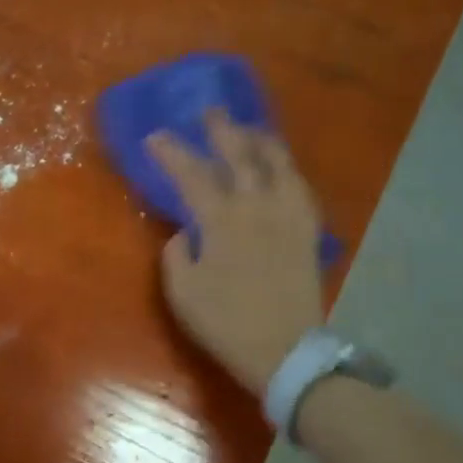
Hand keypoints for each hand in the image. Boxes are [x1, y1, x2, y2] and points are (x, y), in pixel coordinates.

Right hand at [146, 110, 327, 395]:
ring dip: (260, 140)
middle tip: (209, 112)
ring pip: (278, 163)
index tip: (155, 137)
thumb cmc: (226, 323)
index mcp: (221, 221)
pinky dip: (286, 168)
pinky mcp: (307, 230)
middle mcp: (257, 207)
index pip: (192, 174)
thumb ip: (176, 255)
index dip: (171, 153)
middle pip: (240, 155)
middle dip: (222, 130)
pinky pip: (300, 186)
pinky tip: (280, 167)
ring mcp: (288, 216)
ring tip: (248, 130)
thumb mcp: (183, 293)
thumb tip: (184, 232)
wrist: (285, 351)